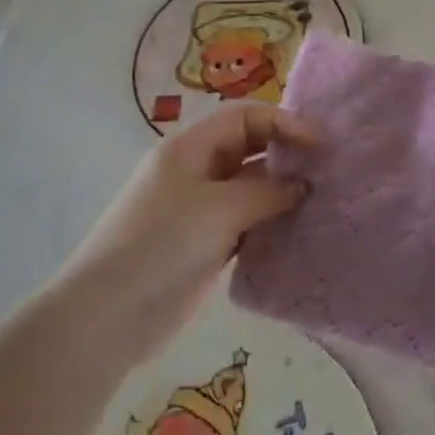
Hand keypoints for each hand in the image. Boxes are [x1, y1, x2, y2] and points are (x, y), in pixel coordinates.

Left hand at [66, 104, 313, 360]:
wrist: (108, 317)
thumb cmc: (162, 245)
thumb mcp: (220, 209)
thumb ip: (268, 192)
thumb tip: (302, 186)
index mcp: (190, 148)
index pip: (245, 117)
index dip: (283, 123)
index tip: (319, 144)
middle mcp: (195, 172)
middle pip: (249, 148)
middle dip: (286, 154)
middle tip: (326, 170)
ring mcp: (199, 210)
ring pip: (250, 188)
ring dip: (282, 191)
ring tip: (321, 200)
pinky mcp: (205, 245)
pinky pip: (246, 222)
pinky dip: (270, 222)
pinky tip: (297, 231)